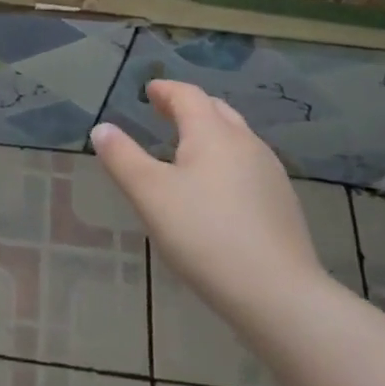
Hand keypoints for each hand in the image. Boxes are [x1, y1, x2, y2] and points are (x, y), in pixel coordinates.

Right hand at [90, 80, 325, 323]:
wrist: (278, 294)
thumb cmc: (204, 235)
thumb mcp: (150, 195)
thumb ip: (122, 158)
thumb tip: (102, 129)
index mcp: (213, 134)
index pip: (188, 96)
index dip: (167, 90)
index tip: (150, 91)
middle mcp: (246, 144)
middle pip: (216, 111)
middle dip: (188, 107)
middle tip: (164, 112)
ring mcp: (270, 174)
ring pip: (236, 138)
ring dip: (210, 133)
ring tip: (187, 149)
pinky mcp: (282, 204)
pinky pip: (248, 166)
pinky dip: (226, 161)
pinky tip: (217, 189)